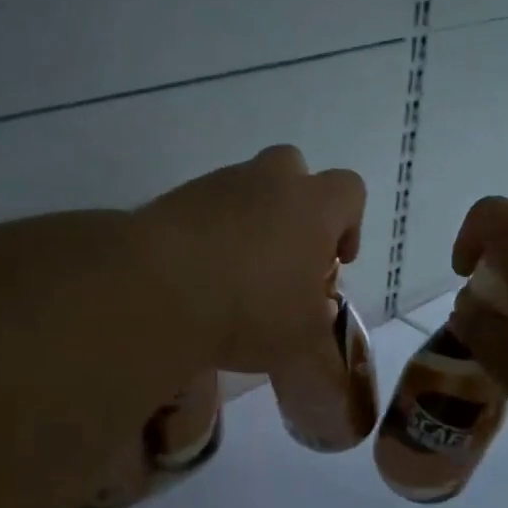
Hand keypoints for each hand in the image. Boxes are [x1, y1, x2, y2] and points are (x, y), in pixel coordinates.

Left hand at [137, 146, 365, 374]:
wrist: (157, 290)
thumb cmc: (251, 309)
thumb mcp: (303, 336)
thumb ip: (320, 322)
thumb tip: (318, 312)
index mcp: (313, 205)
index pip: (350, 192)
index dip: (349, 225)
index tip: (335, 262)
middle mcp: (268, 180)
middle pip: (293, 171)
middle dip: (295, 206)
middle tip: (286, 254)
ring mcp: (217, 184)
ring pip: (245, 188)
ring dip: (250, 220)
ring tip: (237, 272)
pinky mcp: (174, 198)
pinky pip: (205, 208)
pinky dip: (210, 232)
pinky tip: (201, 273)